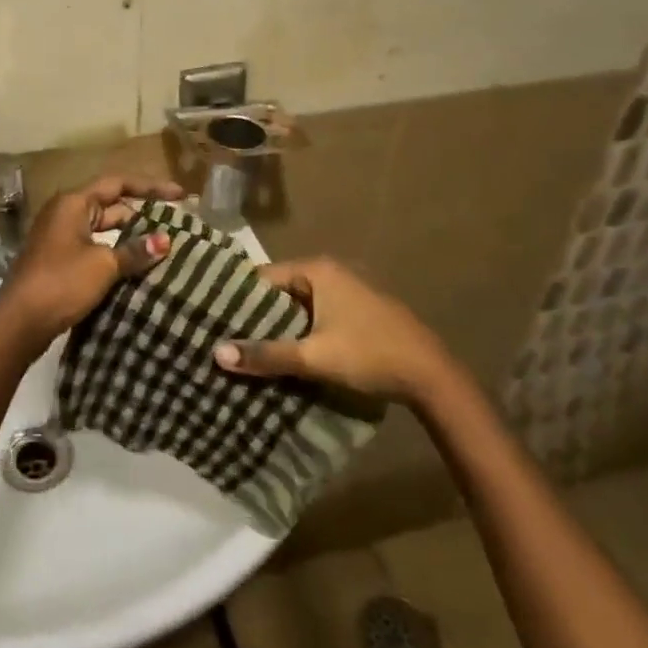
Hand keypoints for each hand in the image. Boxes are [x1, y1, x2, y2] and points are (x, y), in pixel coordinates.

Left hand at [0, 174, 183, 347]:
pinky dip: (115, 253)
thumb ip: (135, 250)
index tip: (180, 195)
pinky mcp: (59, 261)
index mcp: (73, 203)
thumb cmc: (61, 282)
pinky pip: (94, 248)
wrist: (19, 322)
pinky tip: (136, 268)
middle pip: (110, 205)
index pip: (118, 183)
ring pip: (103, 230)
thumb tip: (166, 240)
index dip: (150, 187)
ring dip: (129, 237)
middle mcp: (65, 214)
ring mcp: (60, 238)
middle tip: (175, 226)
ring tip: (162, 248)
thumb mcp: (104, 264)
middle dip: (141, 215)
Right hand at [213, 257, 454, 402]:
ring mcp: (347, 291)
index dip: (239, 299)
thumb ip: (267, 354)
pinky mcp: (357, 311)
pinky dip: (301, 331)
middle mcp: (331, 272)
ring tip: (249, 349)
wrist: (431, 376)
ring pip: (299, 306)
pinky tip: (287, 354)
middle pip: (280, 292)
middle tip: (227, 338)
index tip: (215, 320)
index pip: (263, 278)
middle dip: (257, 316)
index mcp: (318, 270)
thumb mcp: (314, 356)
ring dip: (280, 327)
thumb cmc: (370, 354)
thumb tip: (217, 354)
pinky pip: (316, 315)